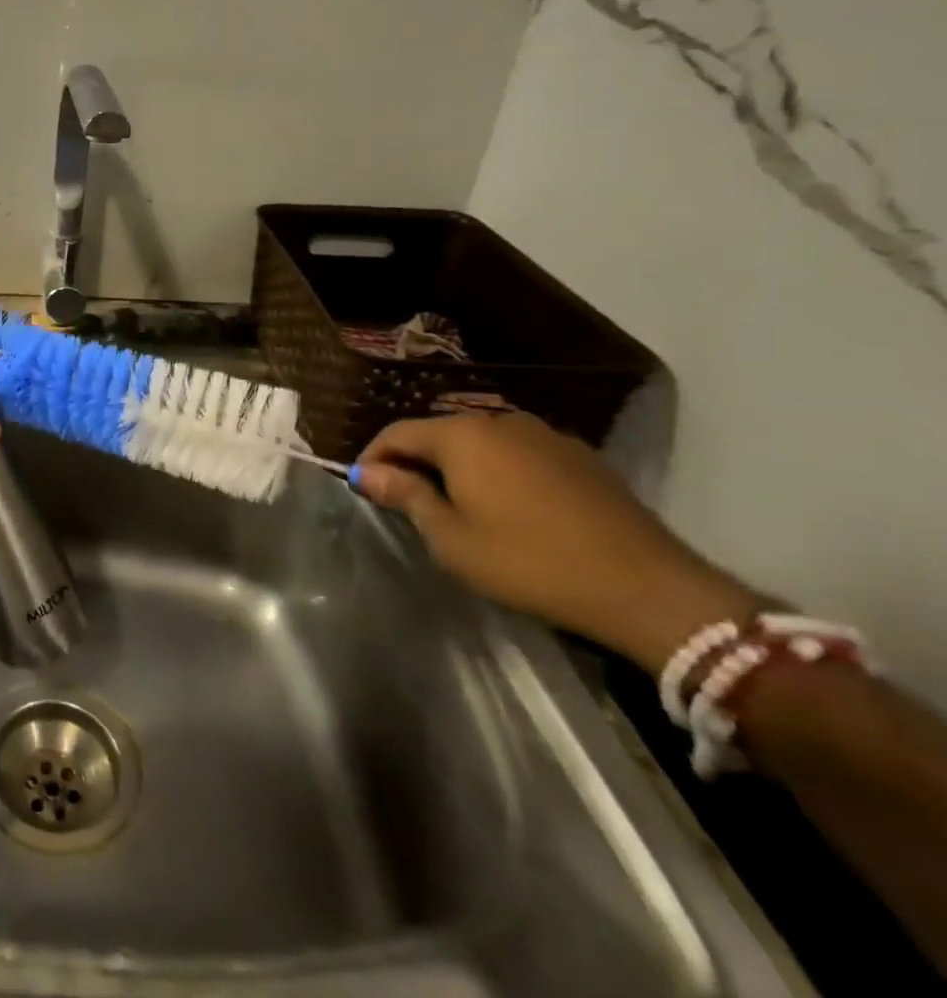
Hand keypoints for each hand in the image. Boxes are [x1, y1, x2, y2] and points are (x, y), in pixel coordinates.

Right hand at [353, 412, 760, 671]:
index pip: (397, 433)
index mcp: (462, 435)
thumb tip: (367, 473)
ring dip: (459, 467)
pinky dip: (499, 472)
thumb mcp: (452, 538)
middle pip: (439, 434)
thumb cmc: (529, 561)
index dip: (373, 458)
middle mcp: (500, 420)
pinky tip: (508, 508)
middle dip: (415, 462)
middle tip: (405, 500)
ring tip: (456, 505)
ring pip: (481, 443)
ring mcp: (545, 435)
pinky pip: (519, 455)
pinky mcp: (580, 457)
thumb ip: (406, 497)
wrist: (646, 587)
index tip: (362, 487)